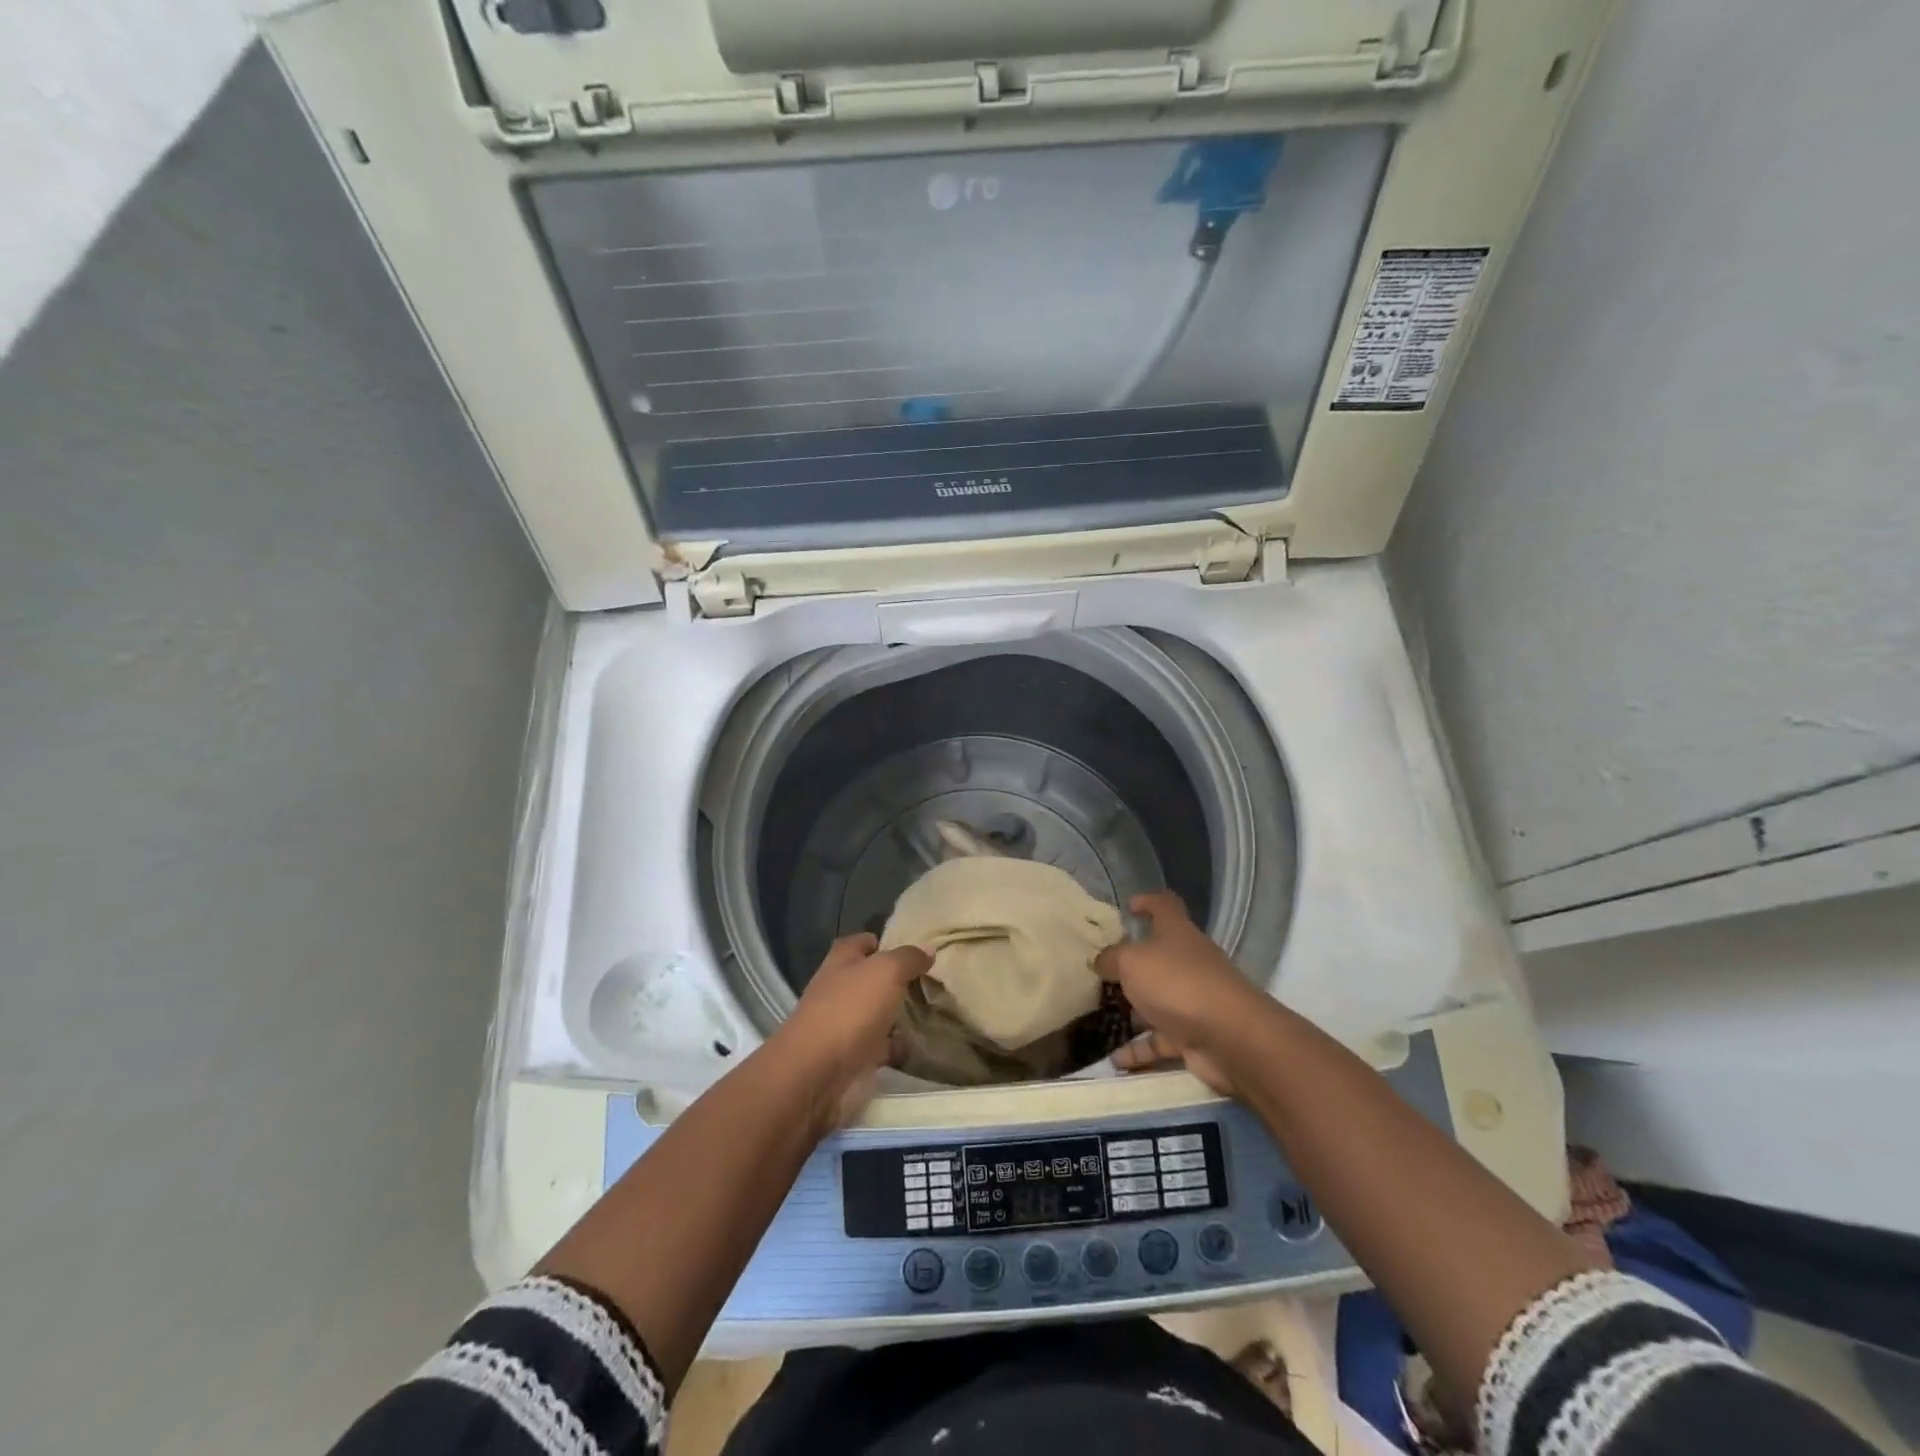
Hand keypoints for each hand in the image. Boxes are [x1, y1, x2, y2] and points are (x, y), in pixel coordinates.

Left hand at [772, 933, 931, 1128]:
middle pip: (871, 979)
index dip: (883, 941)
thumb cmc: (850, 1009)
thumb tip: (928, 949)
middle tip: (933, 981)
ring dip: (899, 1015)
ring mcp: (844, 1025)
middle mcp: (839, 989)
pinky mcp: (852, 1058)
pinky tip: (921, 1046)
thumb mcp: (886, 971)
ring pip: (877, 1013)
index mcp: (841, 961)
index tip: (914, 948)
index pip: (862, 942)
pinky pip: (880, 1047)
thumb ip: (908, 958)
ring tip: (935, 1012)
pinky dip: (897, 1047)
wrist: (817, 1074)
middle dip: (897, 980)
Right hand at [1094, 891, 1277, 1096]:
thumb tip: (1100, 960)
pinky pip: (1160, 1040)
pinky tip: (1115, 1061)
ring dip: (1134, 1011)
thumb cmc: (1177, 983)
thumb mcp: (1132, 962)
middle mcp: (1187, 962)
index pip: (1165, 905)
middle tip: (1100, 972)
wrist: (1230, 1037)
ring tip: (1100, 1018)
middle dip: (1132, 965)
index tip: (1128, 906)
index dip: (1148, 902)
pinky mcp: (1194, 1036)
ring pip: (1158, 1001)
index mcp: (1177, 933)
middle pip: (1159, 956)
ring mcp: (1193, 1000)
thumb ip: (1112, 958)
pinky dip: (1140, 1050)